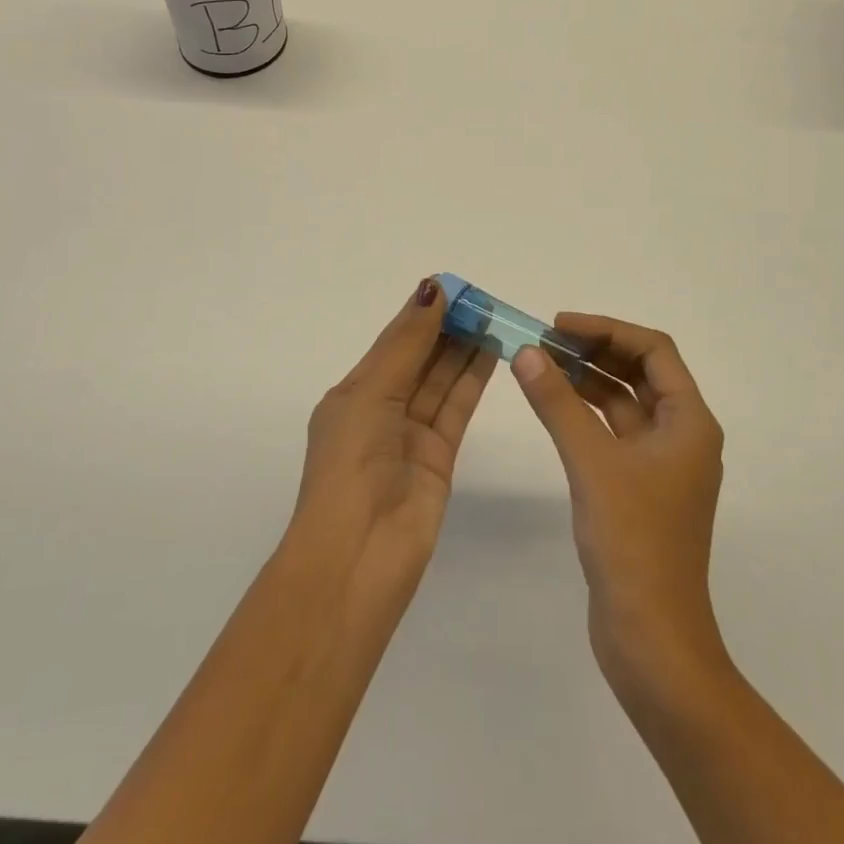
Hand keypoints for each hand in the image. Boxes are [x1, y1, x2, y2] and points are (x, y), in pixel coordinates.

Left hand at [292, 278, 495, 606]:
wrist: (357, 557)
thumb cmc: (349, 466)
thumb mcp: (370, 394)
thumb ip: (406, 345)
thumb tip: (431, 290)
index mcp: (353, 394)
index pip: (393, 342)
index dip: (420, 313)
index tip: (452, 286)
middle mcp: (381, 410)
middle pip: (420, 358)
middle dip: (447, 328)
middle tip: (482, 300)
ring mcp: (411, 434)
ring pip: (442, 380)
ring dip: (465, 349)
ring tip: (494, 317)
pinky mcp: (440, 456)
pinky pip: (457, 407)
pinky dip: (474, 378)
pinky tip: (492, 351)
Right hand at [512, 316, 728, 700]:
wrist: (651, 637)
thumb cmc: (632, 541)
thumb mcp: (591, 462)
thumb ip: (558, 403)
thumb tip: (526, 352)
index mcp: (690, 422)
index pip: (654, 350)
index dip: (607, 329)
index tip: (559, 325)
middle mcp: (683, 435)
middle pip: (641, 372)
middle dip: (596, 351)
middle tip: (545, 342)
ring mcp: (663, 465)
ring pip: (626, 403)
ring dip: (589, 381)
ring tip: (542, 365)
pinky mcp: (642, 489)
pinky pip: (615, 433)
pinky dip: (587, 414)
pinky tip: (554, 407)